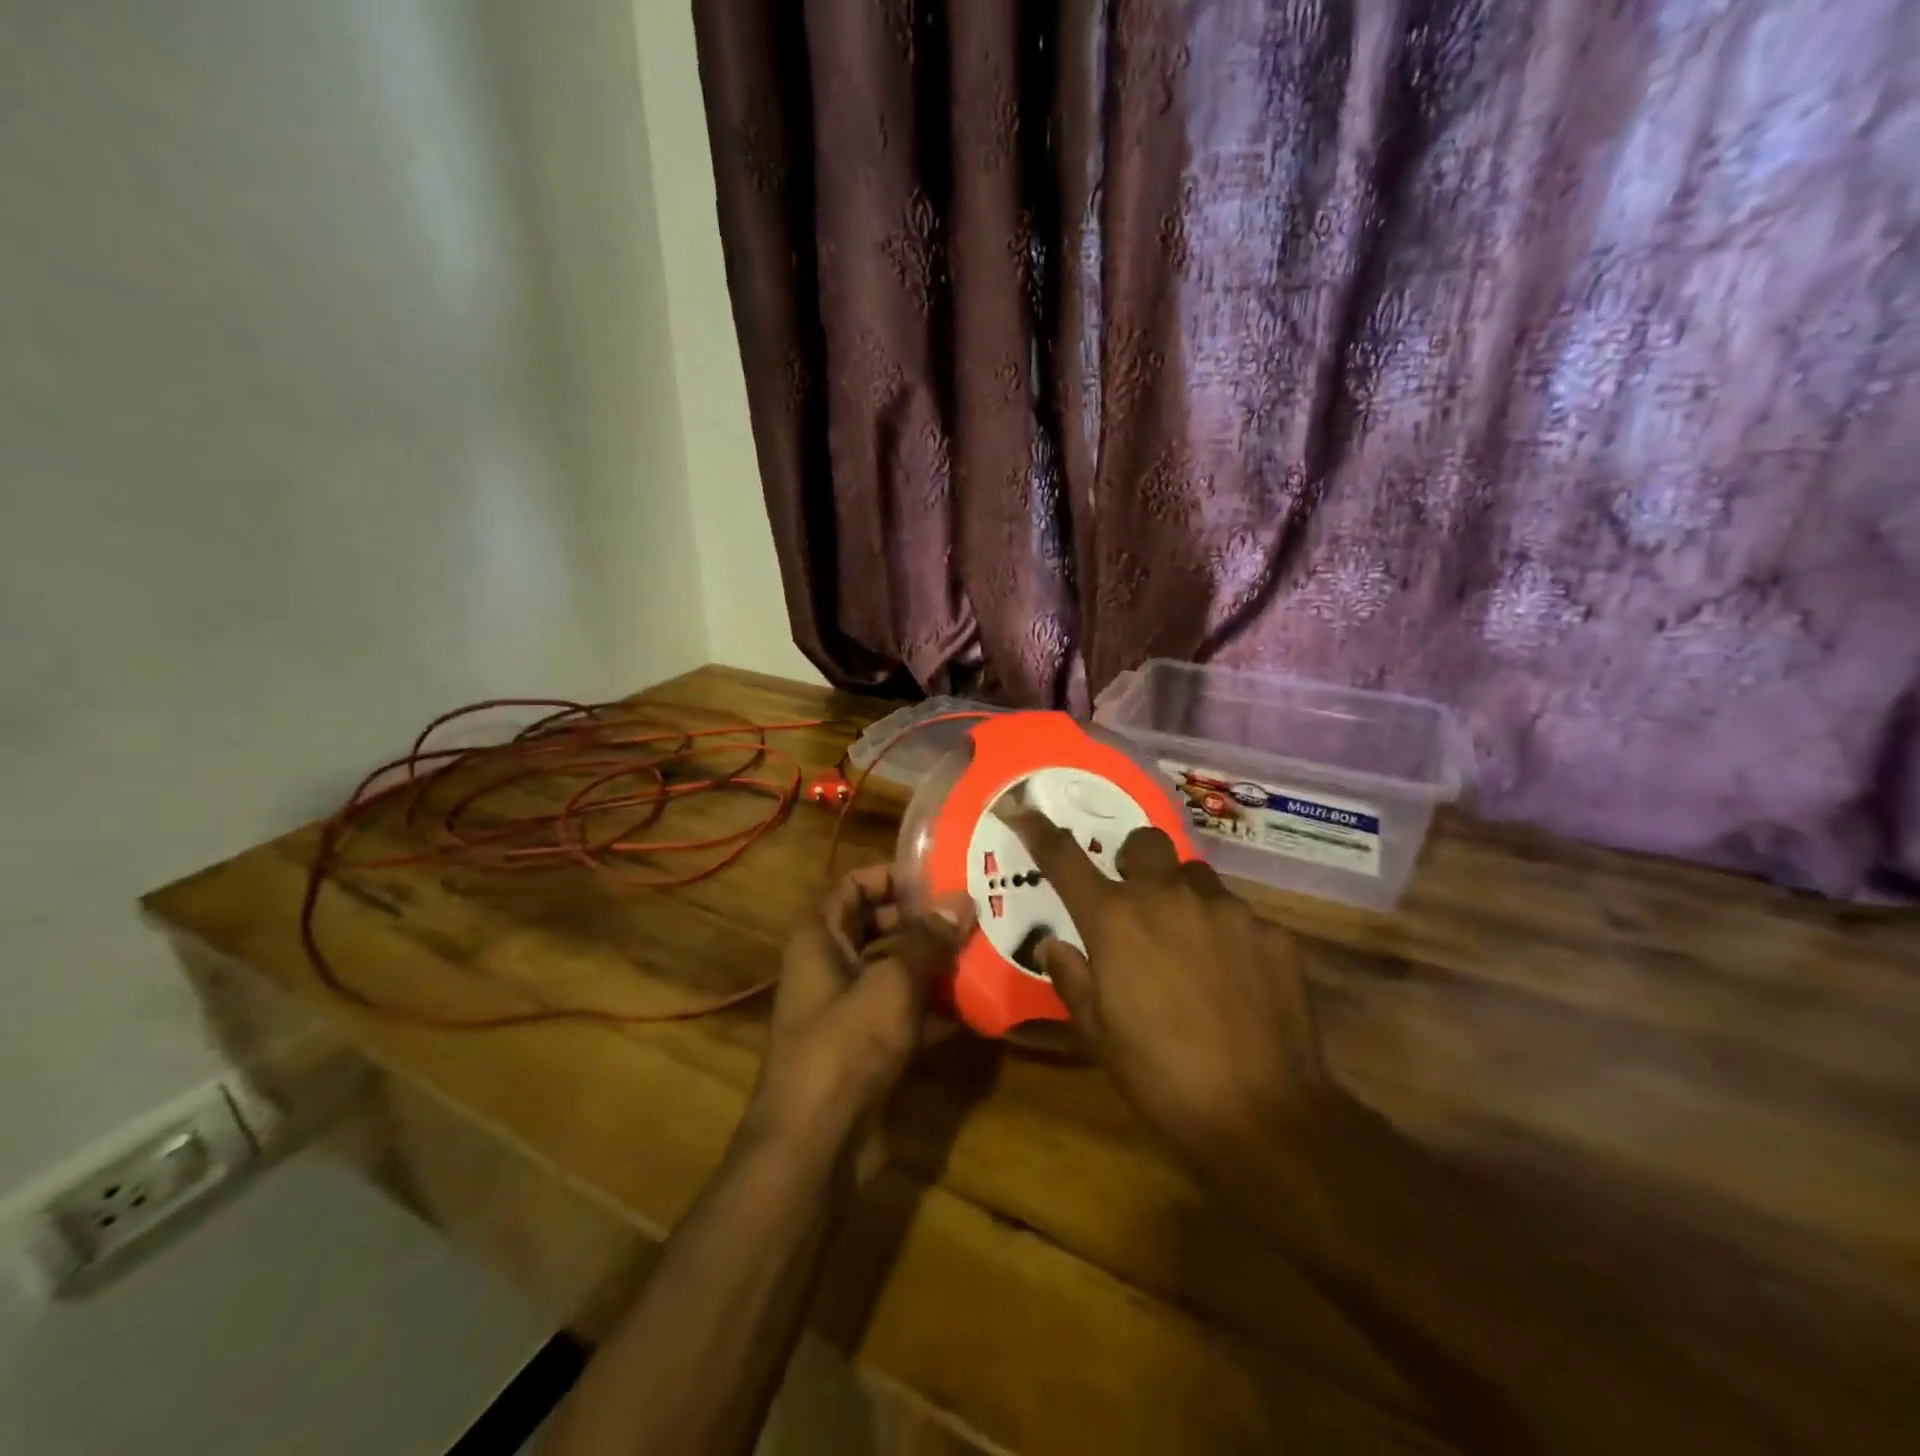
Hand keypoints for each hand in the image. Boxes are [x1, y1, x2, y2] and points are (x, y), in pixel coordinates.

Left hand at [747, 865, 973, 1149]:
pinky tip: (975, 1007)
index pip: (852, 885)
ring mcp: (846, 1010)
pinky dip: (933, 1009)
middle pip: (876, 927)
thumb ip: (929, 941)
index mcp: (819, 939)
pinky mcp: (865, 1048)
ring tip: (982, 952)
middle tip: (970, 913)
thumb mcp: (893, 983)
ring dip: (933, 964)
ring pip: (893, 971)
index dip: (891, 876)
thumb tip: (961, 899)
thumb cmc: (846, 1046)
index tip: (939, 877)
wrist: (815, 1144)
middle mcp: (828, 967)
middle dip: (921, 921)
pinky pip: (902, 1014)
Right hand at [1009, 811, 1329, 1172]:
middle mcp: (1169, 898)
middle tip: (1138, 900)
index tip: (1023, 809)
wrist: (1263, 1117)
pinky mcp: (1273, 933)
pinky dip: (1229, 936)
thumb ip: (1072, 978)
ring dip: (1184, 899)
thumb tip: (1054, 945)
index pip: (1066, 859)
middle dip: (1136, 860)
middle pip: (1146, 842)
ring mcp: (1227, 910)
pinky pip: (1241, 916)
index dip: (1040, 830)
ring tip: (1191, 946)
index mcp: (1116, 921)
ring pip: (1197, 878)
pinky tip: (1236, 980)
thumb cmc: (1162, 1077)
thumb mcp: (1099, 1035)